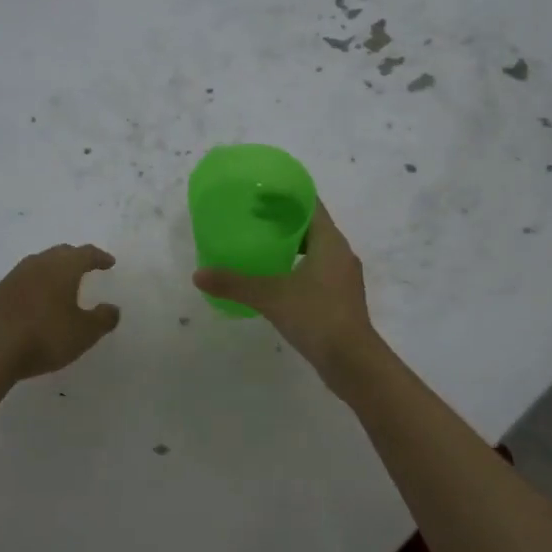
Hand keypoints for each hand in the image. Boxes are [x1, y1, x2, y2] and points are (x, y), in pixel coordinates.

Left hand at [0, 243, 121, 383]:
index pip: (85, 253)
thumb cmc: (45, 336)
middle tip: (86, 267)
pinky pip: (23, 281)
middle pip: (60, 253)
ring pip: (39, 264)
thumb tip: (113, 309)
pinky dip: (36, 285)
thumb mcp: (84, 333)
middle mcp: (38, 264)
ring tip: (62, 284)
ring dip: (53, 270)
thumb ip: (103, 319)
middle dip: (76, 258)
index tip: (109, 262)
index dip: (99, 257)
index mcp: (62, 268)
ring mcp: (13, 277)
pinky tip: (36, 302)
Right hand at [193, 201, 378, 382]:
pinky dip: (297, 266)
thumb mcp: (271, 297)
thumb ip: (235, 283)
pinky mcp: (340, 297)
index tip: (261, 190)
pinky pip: (317, 270)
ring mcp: (343, 277)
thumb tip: (198, 275)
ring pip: (316, 249)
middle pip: (312, 225)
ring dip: (292, 244)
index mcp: (330, 241)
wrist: (352, 361)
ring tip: (261, 245)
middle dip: (284, 219)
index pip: (310, 204)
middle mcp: (341, 253)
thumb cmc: (316, 316)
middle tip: (253, 216)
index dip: (287, 194)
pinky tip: (276, 278)